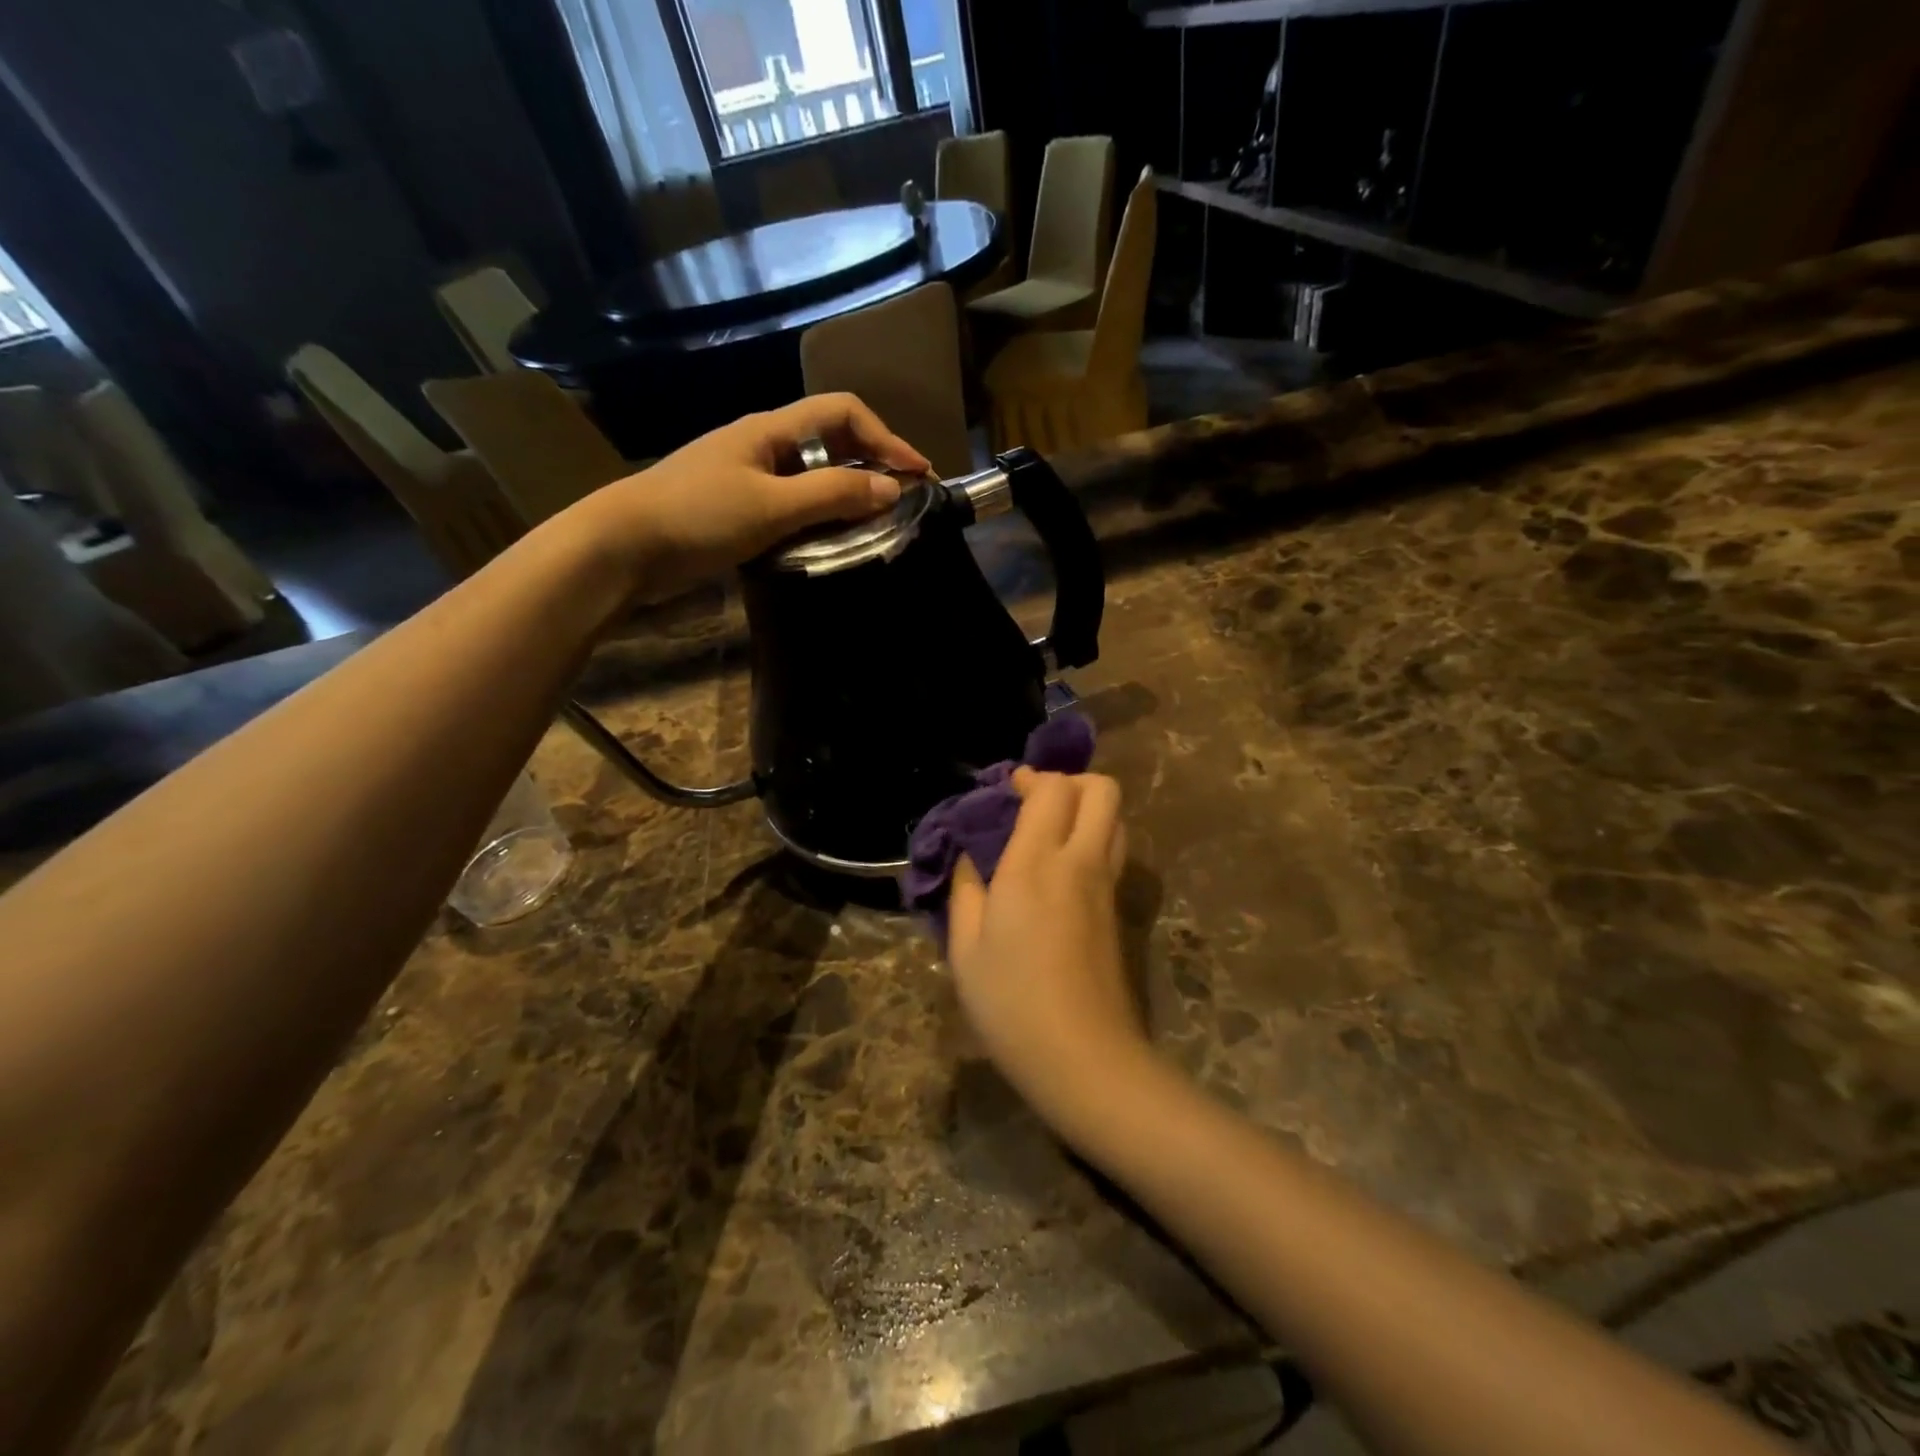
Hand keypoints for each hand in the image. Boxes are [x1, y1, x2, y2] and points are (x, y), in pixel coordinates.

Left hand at [571, 394, 930, 598]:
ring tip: (876, 521)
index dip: (885, 437)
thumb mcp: (772, 506)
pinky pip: (794, 500)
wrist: (623, 547)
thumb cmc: (697, 516)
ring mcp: (749, 475)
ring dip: (849, 490)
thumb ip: (832, 496)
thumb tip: (892, 489)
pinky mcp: (738, 507)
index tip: (916, 473)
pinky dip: (821, 513)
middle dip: (873, 461)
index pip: (842, 412)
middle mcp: (763, 444)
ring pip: (813, 472)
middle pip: (831, 439)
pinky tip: (831, 537)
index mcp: (771, 430)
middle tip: (904, 498)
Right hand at [946, 770, 1149, 1133]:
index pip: (1052, 790)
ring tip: (1050, 832)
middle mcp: (1080, 862)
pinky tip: (1063, 869)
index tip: (1007, 791)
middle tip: (1035, 804)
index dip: (1031, 779)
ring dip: (1086, 809)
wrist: (1084, 1057)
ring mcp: (1107, 885)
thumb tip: (970, 858)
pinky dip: (1095, 838)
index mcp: (1035, 865)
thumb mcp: (965, 949)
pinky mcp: (1119, 909)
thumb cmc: (1011, 1003)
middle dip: (1070, 782)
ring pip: (1116, 817)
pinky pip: (1115, 850)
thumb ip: (966, 890)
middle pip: (1102, 789)